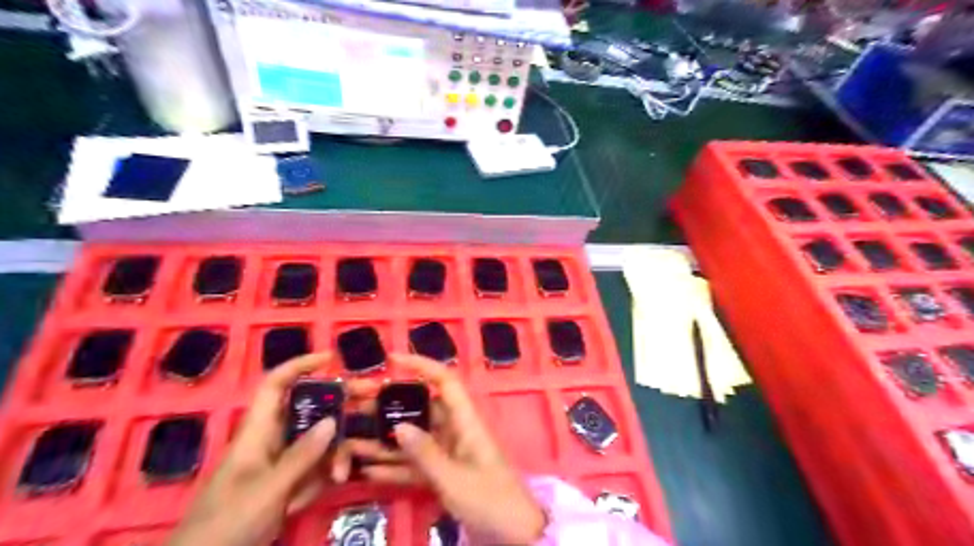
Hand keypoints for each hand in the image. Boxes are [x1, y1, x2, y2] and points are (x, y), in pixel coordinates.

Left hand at [169, 351, 342, 545]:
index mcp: (257, 432)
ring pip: (320, 441)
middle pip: (310, 410)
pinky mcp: (291, 483)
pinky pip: (319, 467)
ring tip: (343, 473)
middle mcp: (274, 441)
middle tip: (372, 399)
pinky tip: (337, 483)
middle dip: (339, 405)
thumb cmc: (226, 525)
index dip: (299, 366)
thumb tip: (333, 421)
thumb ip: (302, 456)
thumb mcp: (267, 491)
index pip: (275, 386)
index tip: (331, 359)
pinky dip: (330, 473)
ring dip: (336, 453)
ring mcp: (284, 463)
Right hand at [349, 354, 547, 545]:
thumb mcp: (455, 478)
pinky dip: (395, 466)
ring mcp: (450, 453)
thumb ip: (425, 453)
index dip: (422, 365)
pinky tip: (367, 469)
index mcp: (466, 422)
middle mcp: (456, 431)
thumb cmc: (491, 500)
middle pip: (422, 410)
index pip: (445, 382)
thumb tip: (398, 425)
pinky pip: (416, 464)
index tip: (393, 359)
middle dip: (392, 408)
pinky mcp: (445, 474)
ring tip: (353, 439)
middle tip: (359, 409)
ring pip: (414, 438)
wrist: (515, 534)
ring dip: (387, 440)